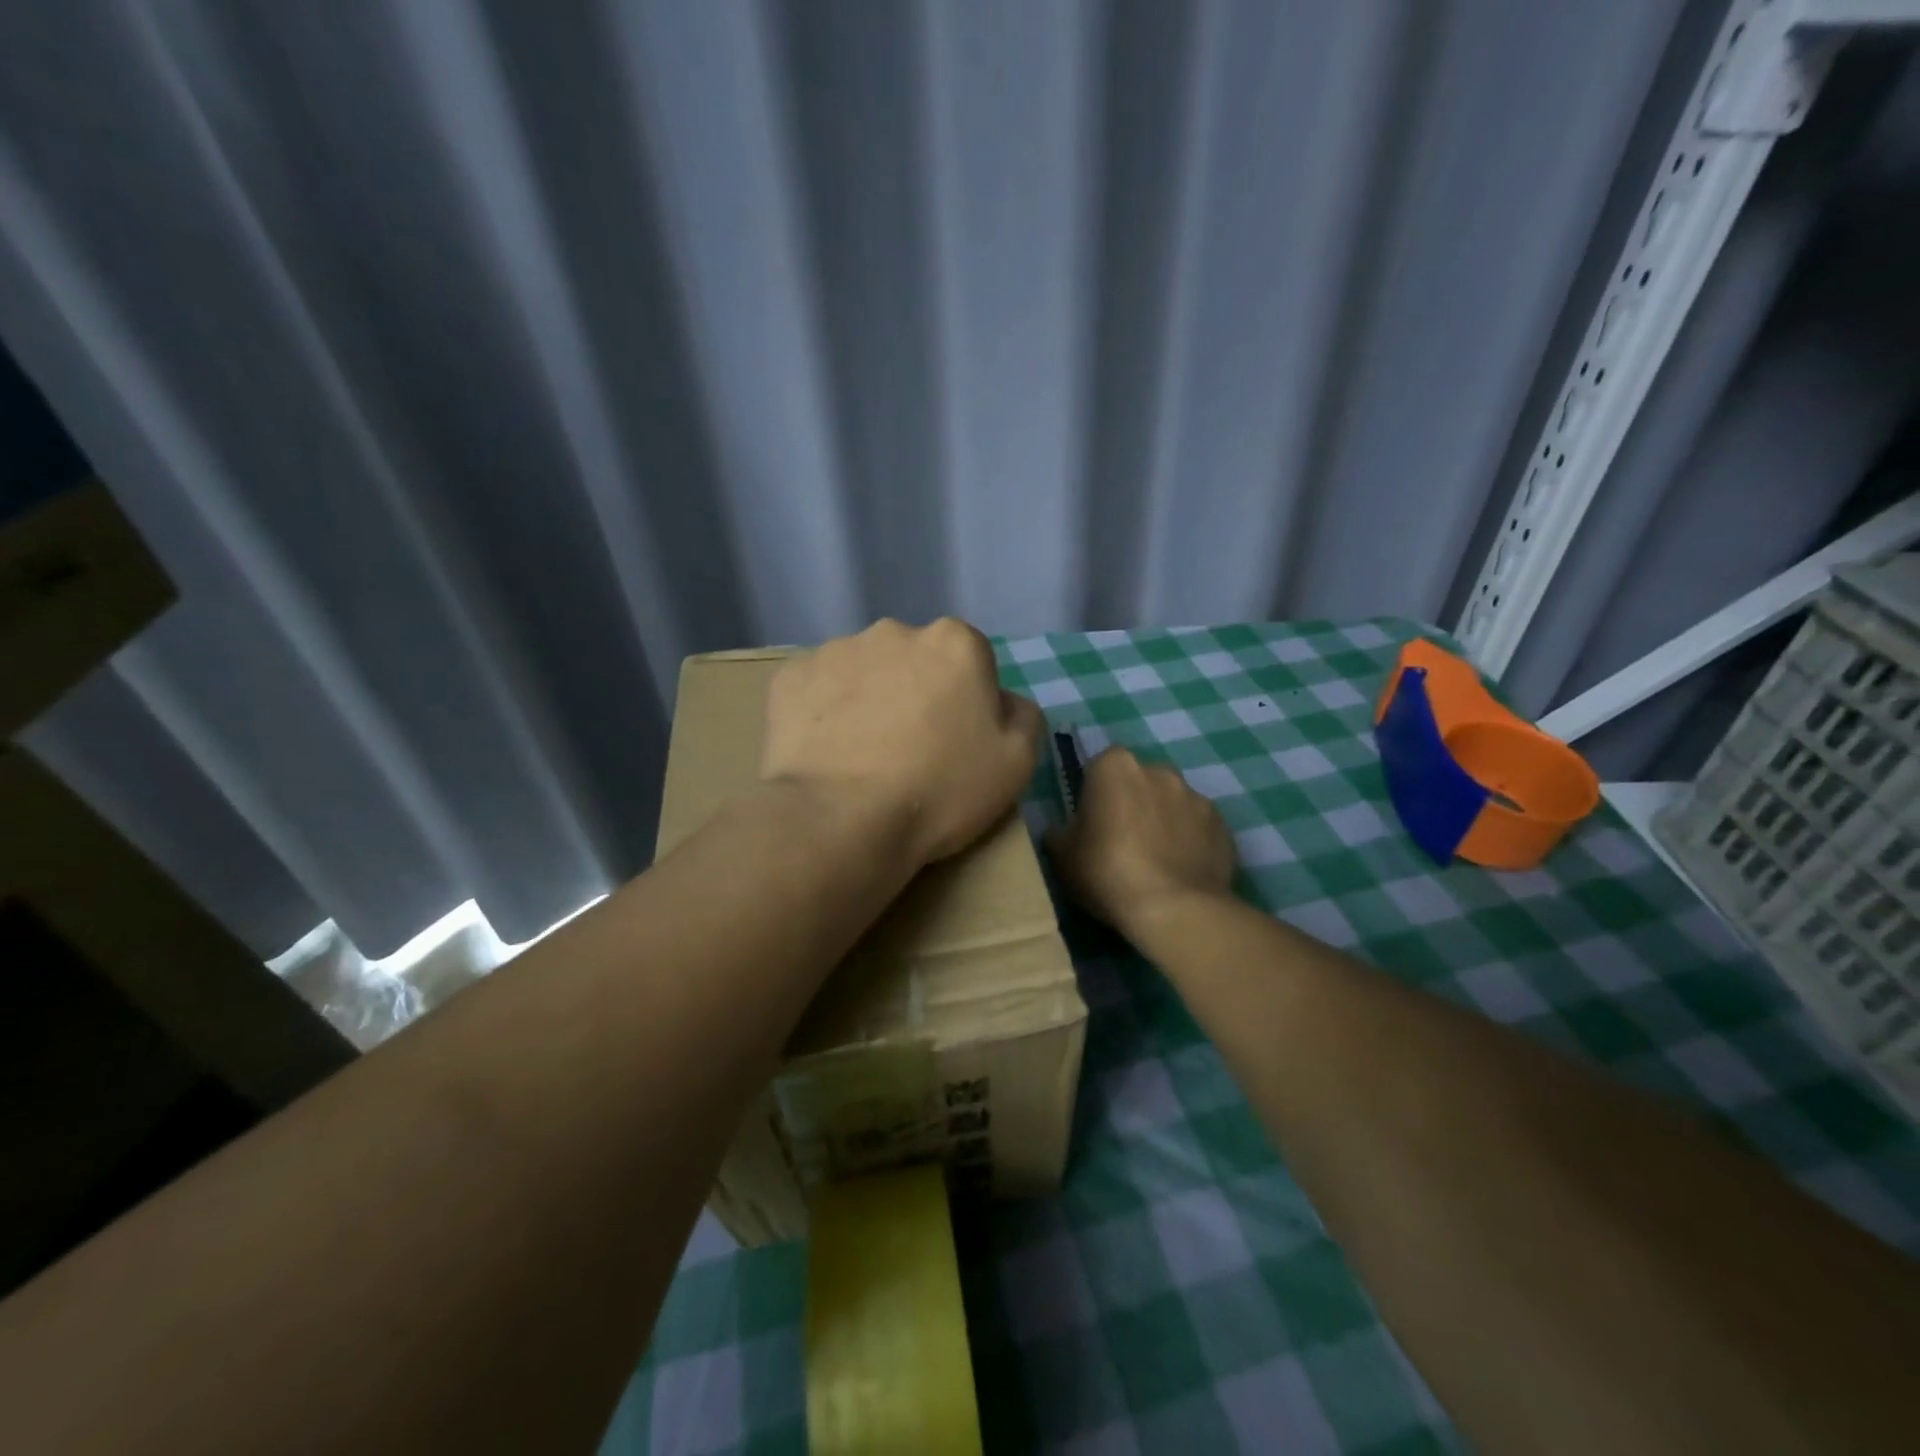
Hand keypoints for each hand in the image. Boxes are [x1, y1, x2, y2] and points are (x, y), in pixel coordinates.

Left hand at [761, 617, 1043, 866]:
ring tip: (861, 755)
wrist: (842, 820)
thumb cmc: (940, 790)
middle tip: (909, 748)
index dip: (966, 701)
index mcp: (954, 642)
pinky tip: (826, 753)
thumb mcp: (1017, 762)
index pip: (970, 660)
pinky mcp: (789, 678)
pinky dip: (823, 713)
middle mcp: (894, 631)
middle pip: (913, 659)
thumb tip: (1002, 701)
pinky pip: (816, 690)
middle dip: (915, 691)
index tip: (955, 741)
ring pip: (862, 671)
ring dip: (867, 699)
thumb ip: (1022, 716)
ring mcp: (834, 650)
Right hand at [1045, 746, 1235, 932]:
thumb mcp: (1062, 856)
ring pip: (1171, 803)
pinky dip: (1190, 841)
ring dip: (1163, 820)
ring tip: (1156, 860)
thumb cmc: (1107, 872)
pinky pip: (1198, 827)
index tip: (1091, 822)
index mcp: (1115, 766)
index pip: (1099, 767)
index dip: (1094, 794)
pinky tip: (1181, 871)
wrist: (1173, 909)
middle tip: (1121, 842)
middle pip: (1139, 781)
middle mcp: (1158, 770)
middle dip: (1131, 802)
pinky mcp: (1222, 825)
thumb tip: (1061, 831)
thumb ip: (1059, 833)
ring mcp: (1196, 796)